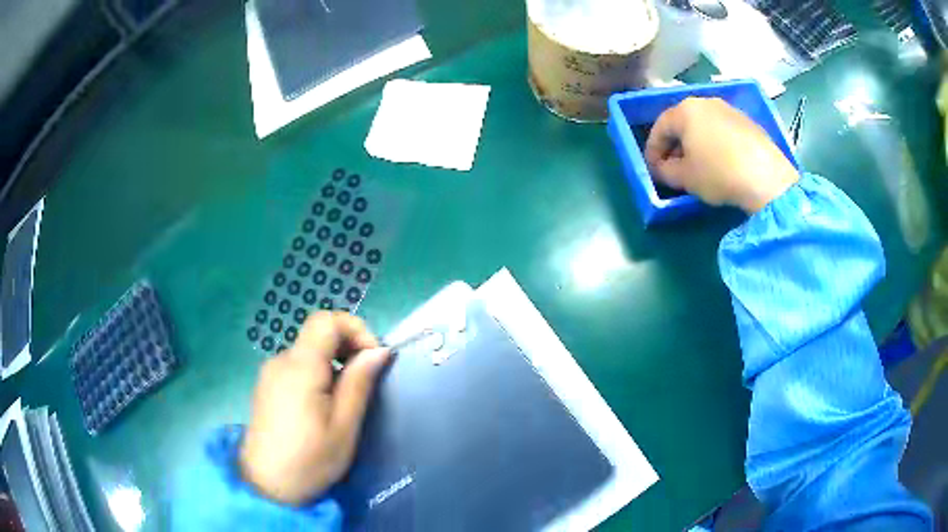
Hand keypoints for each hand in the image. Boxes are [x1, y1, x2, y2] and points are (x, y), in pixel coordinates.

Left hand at [240, 312, 390, 504]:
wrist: (267, 485)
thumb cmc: (310, 460)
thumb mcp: (344, 426)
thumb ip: (359, 383)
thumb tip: (379, 351)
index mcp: (300, 367)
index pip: (326, 320)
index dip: (355, 329)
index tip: (373, 358)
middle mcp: (281, 361)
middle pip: (318, 334)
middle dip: (348, 348)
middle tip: (366, 382)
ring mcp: (270, 373)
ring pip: (309, 351)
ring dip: (334, 364)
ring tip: (346, 401)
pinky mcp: (267, 386)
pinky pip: (297, 367)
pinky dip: (318, 374)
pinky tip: (323, 407)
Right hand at [645, 97, 799, 212]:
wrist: (766, 178)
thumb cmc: (718, 173)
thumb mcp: (685, 178)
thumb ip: (665, 171)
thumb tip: (662, 168)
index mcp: (685, 110)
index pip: (660, 127)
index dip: (652, 149)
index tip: (653, 169)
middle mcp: (706, 102)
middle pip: (682, 122)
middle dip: (675, 144)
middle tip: (673, 167)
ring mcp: (730, 110)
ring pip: (704, 125)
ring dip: (696, 143)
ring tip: (698, 165)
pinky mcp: (748, 122)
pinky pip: (723, 130)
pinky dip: (716, 143)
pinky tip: (721, 162)